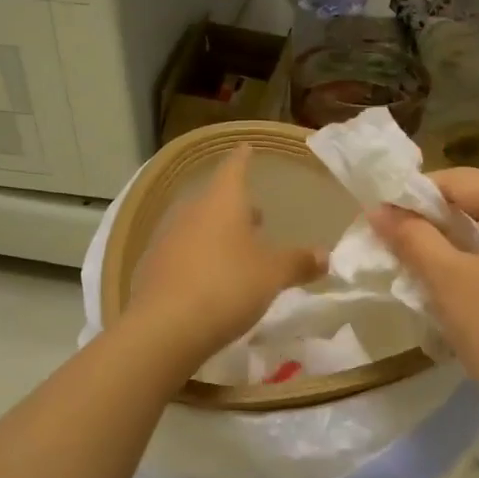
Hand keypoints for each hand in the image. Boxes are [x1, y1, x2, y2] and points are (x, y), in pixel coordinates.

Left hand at [122, 145, 324, 372]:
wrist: (164, 328)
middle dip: (234, 205)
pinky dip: (199, 257)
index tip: (246, 149)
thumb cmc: (226, 287)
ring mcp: (166, 239)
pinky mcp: (152, 267)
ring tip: (237, 249)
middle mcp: (190, 212)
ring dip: (216, 233)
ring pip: (197, 226)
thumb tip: (326, 255)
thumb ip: (299, 263)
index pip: (234, 168)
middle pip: (214, 199)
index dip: (243, 159)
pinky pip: (182, 252)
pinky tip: (210, 277)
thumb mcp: (272, 276)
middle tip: (254, 214)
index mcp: (221, 202)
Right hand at [370, 168, 478, 426]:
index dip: (415, 196)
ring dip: (465, 244)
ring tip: (430, 271)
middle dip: (440, 222)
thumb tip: (378, 209)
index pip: (461, 180)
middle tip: (402, 248)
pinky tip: (472, 290)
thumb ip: (411, 237)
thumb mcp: (448, 281)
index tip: (383, 221)